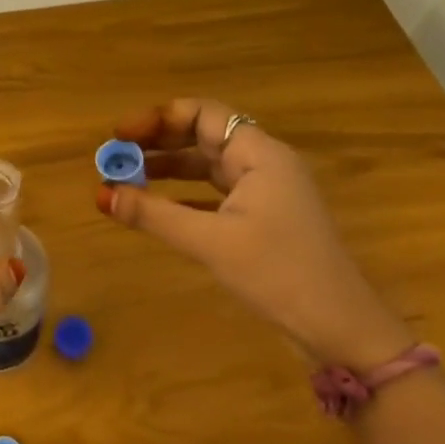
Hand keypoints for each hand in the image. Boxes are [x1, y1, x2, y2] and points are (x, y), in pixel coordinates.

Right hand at [97, 99, 413, 366]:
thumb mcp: (211, 242)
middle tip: (114, 155)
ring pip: (206, 165)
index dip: (157, 119)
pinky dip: (182, 195)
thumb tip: (103, 195)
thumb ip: (154, 214)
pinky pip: (213, 193)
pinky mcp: (261, 220)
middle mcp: (262, 164)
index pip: (202, 114)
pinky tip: (153, 207)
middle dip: (157, 142)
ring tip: (125, 177)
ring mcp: (264, 192)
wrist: (340, 329)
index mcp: (259, 155)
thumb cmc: (278, 273)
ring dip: (166, 168)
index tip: (119, 135)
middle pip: (202, 135)